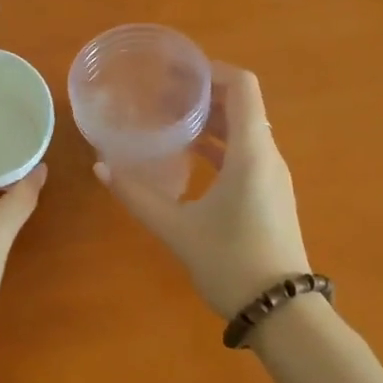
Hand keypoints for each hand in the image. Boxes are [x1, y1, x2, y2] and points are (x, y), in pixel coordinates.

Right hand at [96, 65, 309, 318]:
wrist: (282, 312)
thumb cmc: (232, 262)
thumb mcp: (177, 229)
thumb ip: (137, 196)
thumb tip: (100, 166)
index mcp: (251, 152)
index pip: (242, 86)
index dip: (212, 70)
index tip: (176, 71)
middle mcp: (267, 155)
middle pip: (241, 105)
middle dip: (204, 93)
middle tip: (162, 92)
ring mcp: (271, 176)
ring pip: (244, 130)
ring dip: (210, 119)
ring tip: (169, 118)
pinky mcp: (269, 195)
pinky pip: (245, 154)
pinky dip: (218, 145)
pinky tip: (187, 156)